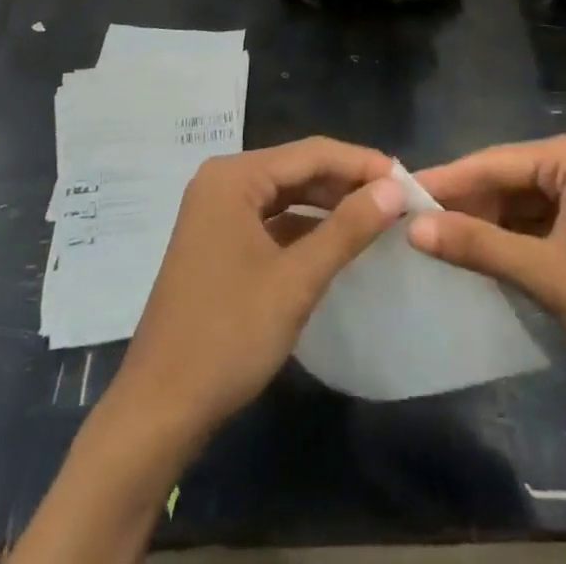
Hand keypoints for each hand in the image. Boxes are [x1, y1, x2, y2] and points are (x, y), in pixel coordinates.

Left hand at [114, 137, 404, 445]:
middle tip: (397, 198)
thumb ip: (348, 229)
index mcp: (234, 177)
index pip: (311, 153)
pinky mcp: (218, 242)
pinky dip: (305, 226)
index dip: (361, 163)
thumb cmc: (228, 337)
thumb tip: (395, 189)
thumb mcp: (296, 281)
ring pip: (286, 194)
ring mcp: (217, 213)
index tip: (407, 178)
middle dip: (346, 182)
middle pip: (297, 168)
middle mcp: (222, 182)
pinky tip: (336, 239)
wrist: (159, 412)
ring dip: (328, 203)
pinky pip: (271, 219)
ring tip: (376, 214)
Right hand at [407, 130, 565, 416]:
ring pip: (524, 200)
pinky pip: (544, 219)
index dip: (446, 181)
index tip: (397, 193)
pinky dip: (514, 237)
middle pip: (510, 178)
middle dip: (466, 204)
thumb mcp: (547, 277)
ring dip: (487, 223)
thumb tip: (413, 228)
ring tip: (434, 240)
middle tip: (411, 223)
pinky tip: (481, 254)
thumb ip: (478, 247)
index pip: (495, 161)